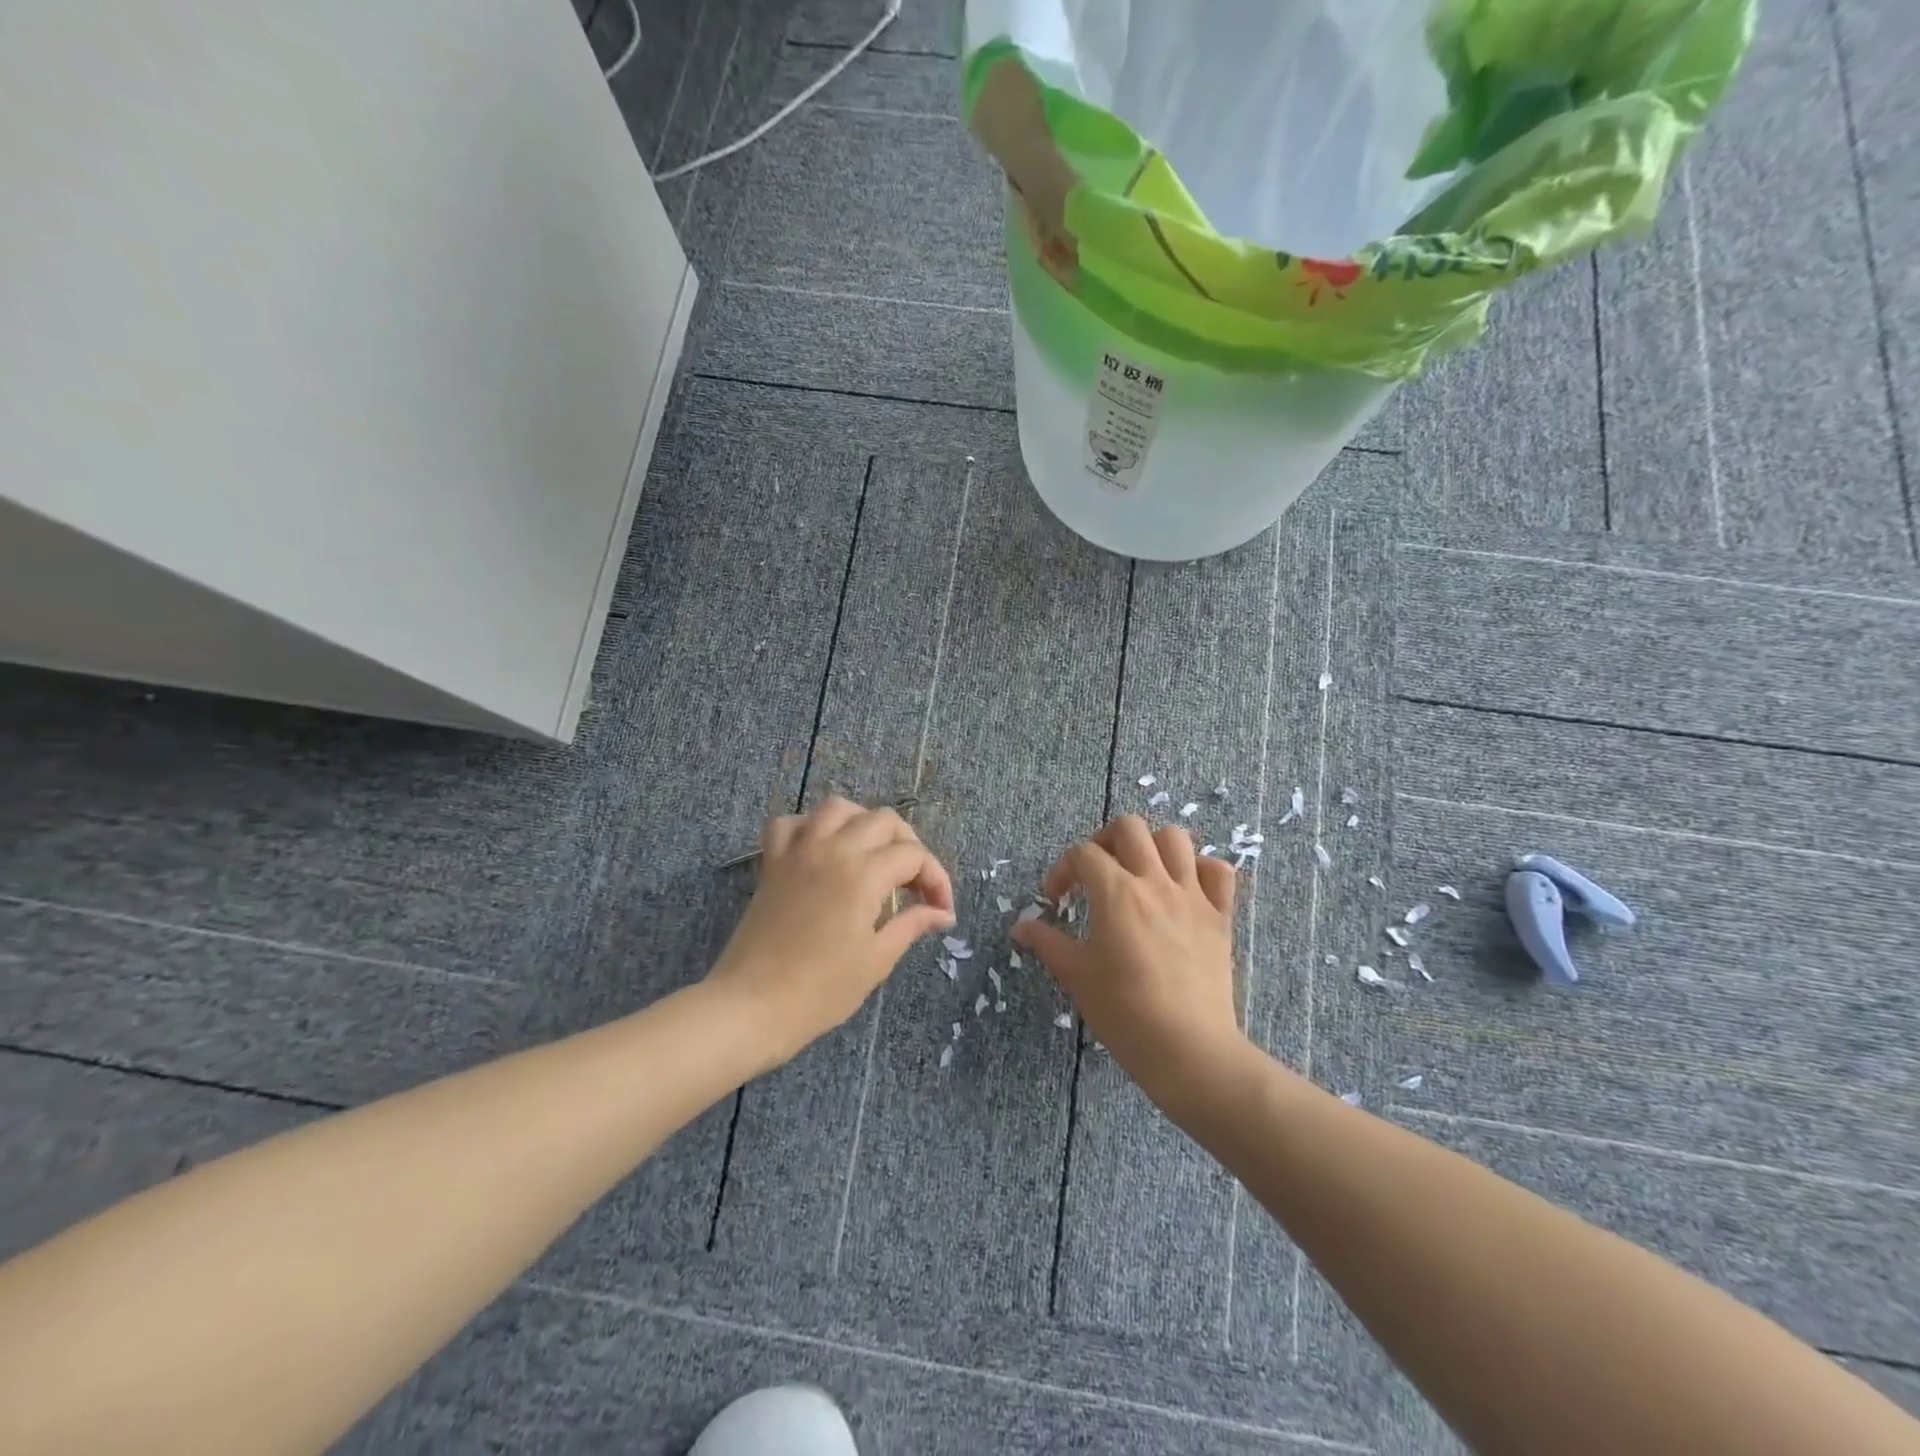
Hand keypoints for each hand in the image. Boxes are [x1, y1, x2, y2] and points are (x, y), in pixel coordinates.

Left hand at [709, 796, 954, 1069]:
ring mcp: (798, 852)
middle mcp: (832, 850)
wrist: (751, 1007)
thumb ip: (911, 925)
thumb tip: (941, 914)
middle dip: (908, 845)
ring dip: (863, 823)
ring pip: (837, 808)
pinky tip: (822, 849)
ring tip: (873, 853)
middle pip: (883, 820)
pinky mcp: (772, 863)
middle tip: (913, 883)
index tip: (941, 911)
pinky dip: (810, 827)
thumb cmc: (819, 992)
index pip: (913, 856)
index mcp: (863, 875)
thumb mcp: (876, 961)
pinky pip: (789, 823)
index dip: (936, 879)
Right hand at [1012, 815, 1243, 1100]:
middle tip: (1097, 873)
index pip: (1083, 854)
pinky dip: (1201, 869)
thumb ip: (1047, 942)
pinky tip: (1185, 888)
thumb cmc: (1124, 1013)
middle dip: (1104, 841)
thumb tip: (1020, 927)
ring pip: (1176, 838)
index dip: (1063, 870)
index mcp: (1116, 893)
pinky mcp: (1220, 916)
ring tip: (1140, 872)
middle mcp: (1155, 882)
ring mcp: (1192, 896)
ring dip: (1152, 846)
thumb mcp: (1076, 976)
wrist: (1188, 1050)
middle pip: (1129, 828)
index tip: (1057, 900)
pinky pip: (1219, 871)